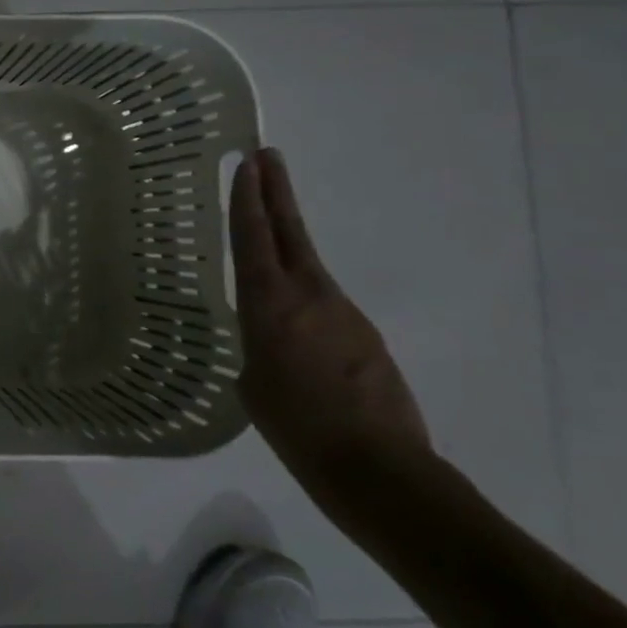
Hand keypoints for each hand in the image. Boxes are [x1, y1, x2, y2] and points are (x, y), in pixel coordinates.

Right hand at [229, 147, 432, 511]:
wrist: (379, 470)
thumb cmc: (296, 428)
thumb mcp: (253, 385)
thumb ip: (257, 349)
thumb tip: (270, 343)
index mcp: (271, 306)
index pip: (254, 239)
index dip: (248, 200)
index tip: (247, 164)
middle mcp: (310, 297)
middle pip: (290, 232)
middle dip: (275, 192)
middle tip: (267, 156)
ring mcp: (345, 315)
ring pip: (309, 268)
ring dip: (288, 246)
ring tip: (267, 238)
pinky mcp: (367, 338)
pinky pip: (326, 307)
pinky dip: (305, 301)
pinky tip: (297, 330)